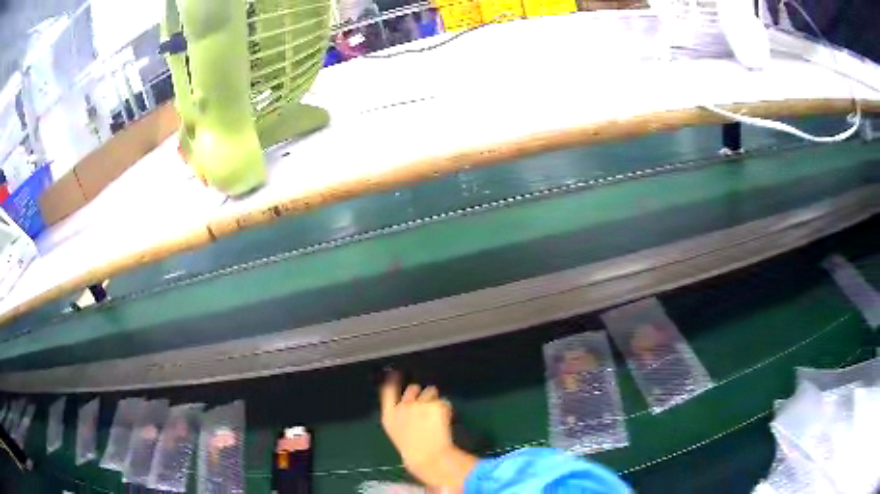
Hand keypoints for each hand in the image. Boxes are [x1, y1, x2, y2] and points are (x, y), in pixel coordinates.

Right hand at [380, 374, 476, 490]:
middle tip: (426, 404)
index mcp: (389, 415)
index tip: (395, 374)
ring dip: (434, 400)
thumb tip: (408, 405)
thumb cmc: (411, 451)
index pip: (388, 390)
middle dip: (420, 393)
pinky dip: (446, 409)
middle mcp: (403, 406)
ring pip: (431, 391)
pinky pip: (445, 402)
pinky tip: (446, 421)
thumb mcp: (397, 433)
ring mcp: (420, 404)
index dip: (392, 380)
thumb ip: (400, 417)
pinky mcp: (437, 405)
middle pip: (412, 388)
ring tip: (437, 417)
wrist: (429, 457)